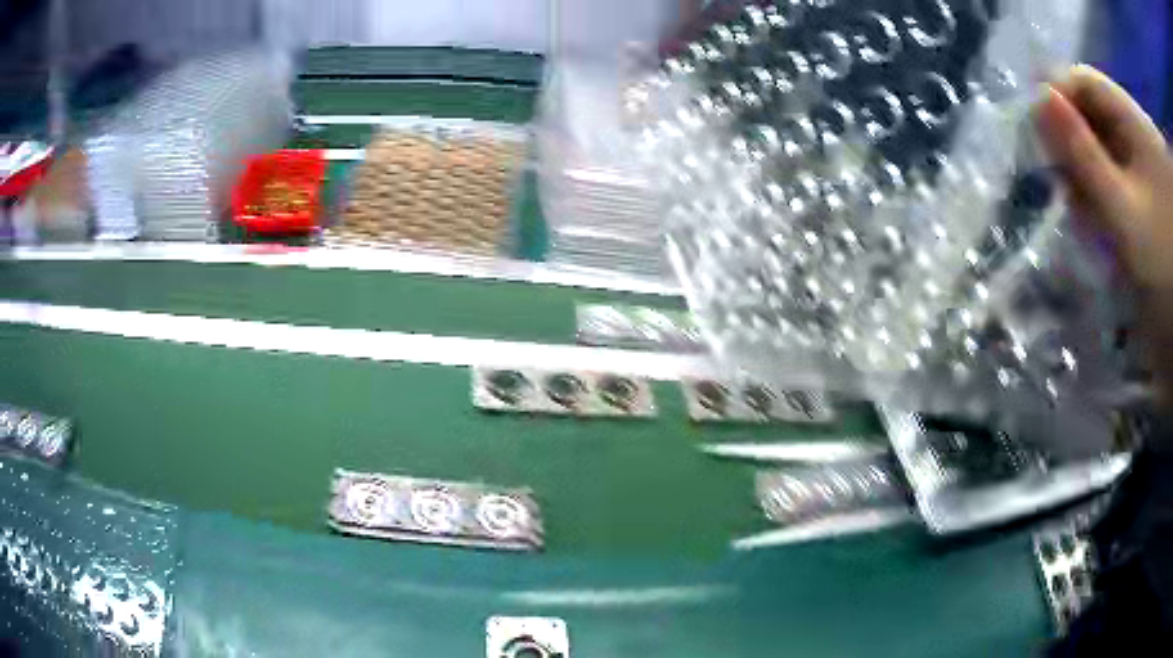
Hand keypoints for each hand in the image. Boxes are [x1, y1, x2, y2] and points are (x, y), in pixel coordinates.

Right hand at [1036, 65, 1172, 398]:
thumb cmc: (1165, 268)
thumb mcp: (1126, 215)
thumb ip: (1084, 157)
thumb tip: (1038, 101)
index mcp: (1138, 122)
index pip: (1084, 81)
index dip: (1058, 99)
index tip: (1041, 139)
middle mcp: (1143, 126)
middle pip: (1100, 111)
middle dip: (1078, 143)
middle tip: (1066, 187)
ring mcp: (1153, 155)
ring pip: (1113, 140)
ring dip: (1095, 168)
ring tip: (1089, 211)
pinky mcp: (1157, 179)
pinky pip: (1128, 164)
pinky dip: (1114, 183)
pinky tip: (1110, 214)